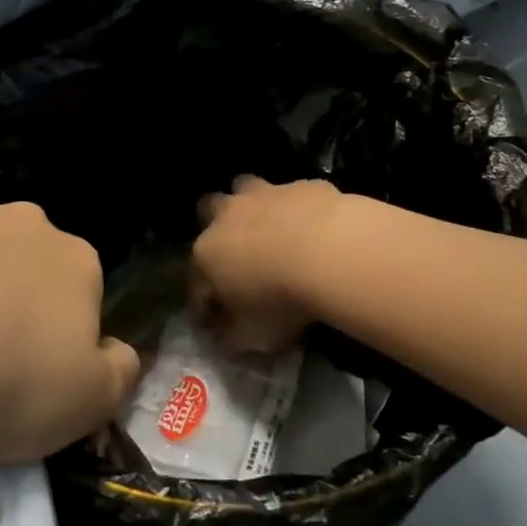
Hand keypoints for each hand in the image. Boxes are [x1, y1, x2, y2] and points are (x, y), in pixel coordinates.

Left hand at [0, 195, 139, 463]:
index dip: (58, 328)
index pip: (80, 288)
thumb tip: (118, 351)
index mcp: (76, 261)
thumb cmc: (8, 385)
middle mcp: (27, 222)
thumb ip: (119, 371)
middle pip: (26, 257)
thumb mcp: (89, 405)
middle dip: (11, 290)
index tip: (31, 366)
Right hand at [193, 176, 346, 352]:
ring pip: (244, 186)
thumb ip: (234, 338)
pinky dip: (299, 207)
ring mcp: (264, 194)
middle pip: (207, 210)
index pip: (196, 282)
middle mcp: (227, 216)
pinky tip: (315, 224)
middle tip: (237, 251)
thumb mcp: (254, 336)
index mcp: (207, 254)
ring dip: (252, 204)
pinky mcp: (302, 186)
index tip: (217, 321)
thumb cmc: (281, 300)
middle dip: (216, 226)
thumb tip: (225, 339)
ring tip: (272, 226)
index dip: (204, 303)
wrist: (330, 253)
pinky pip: (294, 194)